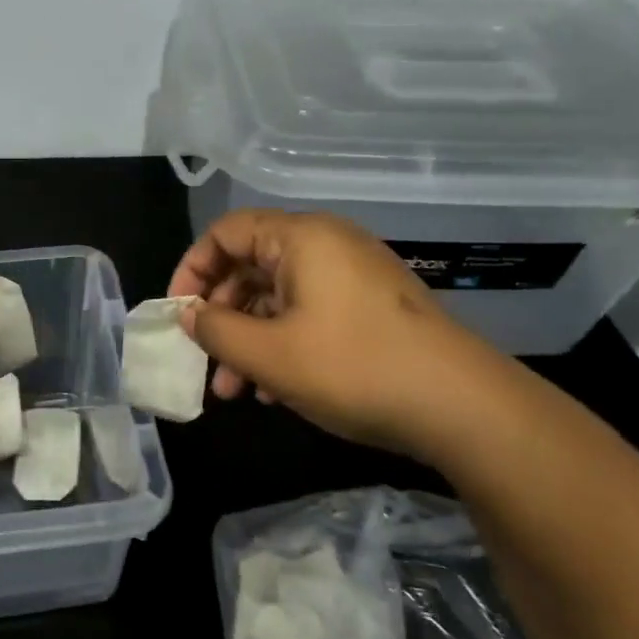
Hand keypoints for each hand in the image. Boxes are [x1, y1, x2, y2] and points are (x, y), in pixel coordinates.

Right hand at [168, 208, 519, 460]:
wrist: (460, 405)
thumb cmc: (353, 367)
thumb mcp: (269, 354)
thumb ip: (216, 330)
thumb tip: (189, 315)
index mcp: (300, 238)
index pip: (226, 233)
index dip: (192, 270)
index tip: (178, 314)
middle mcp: (327, 245)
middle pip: (251, 265)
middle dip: (221, 316)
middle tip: (205, 361)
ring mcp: (353, 275)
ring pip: (279, 296)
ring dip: (249, 339)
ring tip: (236, 391)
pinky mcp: (371, 306)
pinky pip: (310, 312)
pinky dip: (284, 344)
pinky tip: (276, 390)